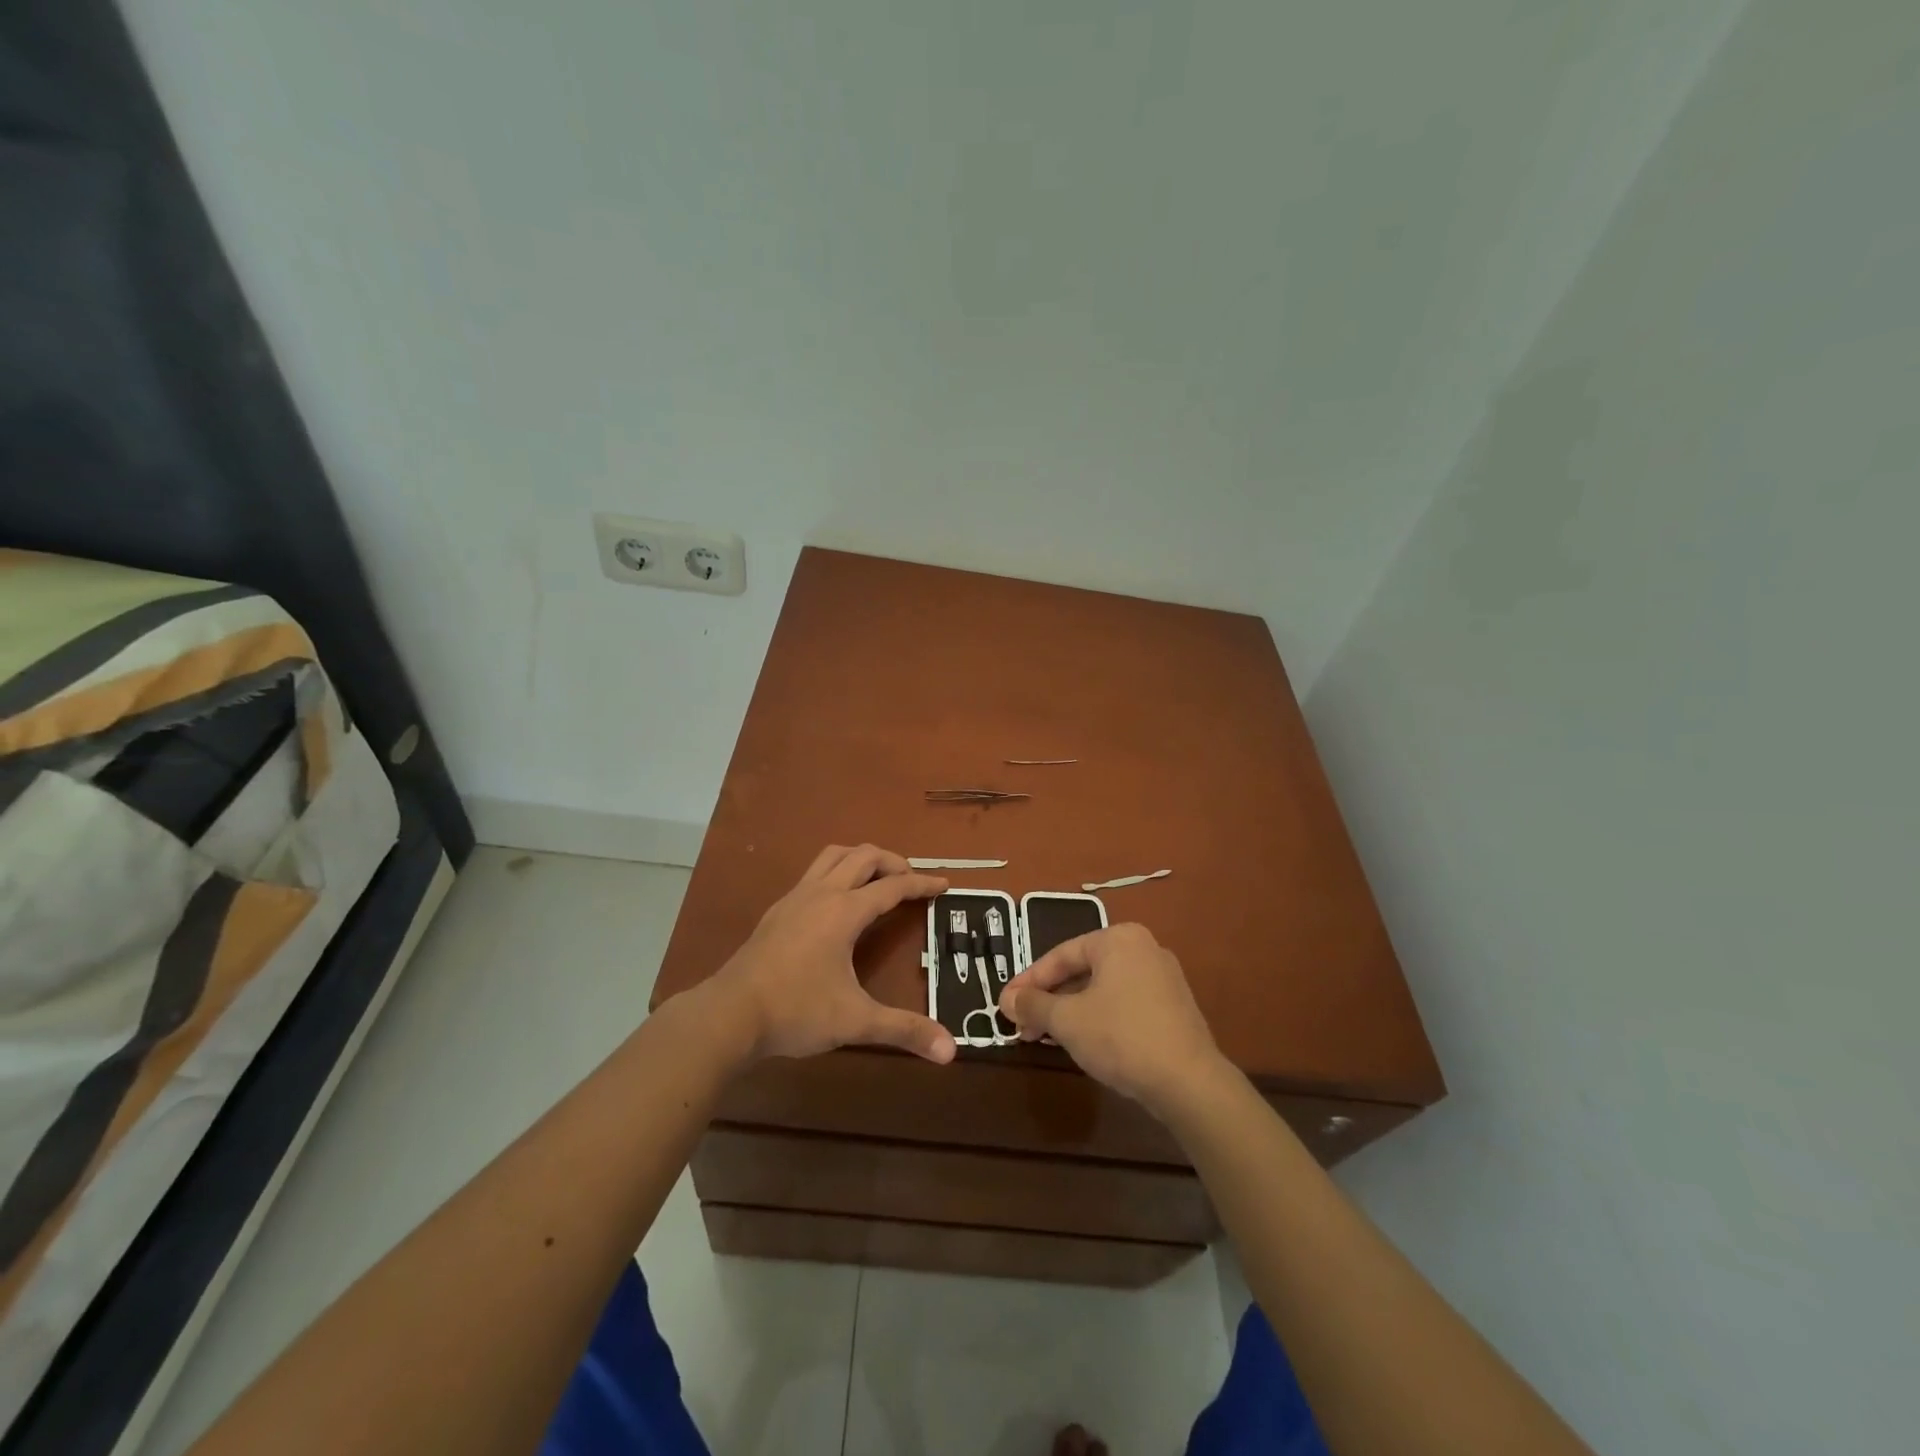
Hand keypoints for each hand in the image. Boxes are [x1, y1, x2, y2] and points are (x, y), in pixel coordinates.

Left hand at [706, 844, 955, 1064]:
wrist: (729, 1014)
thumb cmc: (796, 1011)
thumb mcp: (855, 1021)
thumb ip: (904, 1030)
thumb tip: (951, 1051)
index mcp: (844, 912)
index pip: (893, 887)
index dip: (921, 884)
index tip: (944, 884)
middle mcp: (821, 894)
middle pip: (863, 857)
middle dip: (893, 862)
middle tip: (911, 880)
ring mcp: (795, 898)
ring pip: (833, 856)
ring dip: (861, 859)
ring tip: (877, 879)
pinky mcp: (777, 910)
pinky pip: (814, 873)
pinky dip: (836, 872)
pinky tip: (836, 902)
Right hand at [998, 923, 1220, 1111]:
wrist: (1189, 1082)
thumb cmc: (1121, 1037)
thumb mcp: (1067, 1020)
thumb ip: (1033, 1005)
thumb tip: (1006, 1000)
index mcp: (1118, 939)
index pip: (1061, 955)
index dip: (1028, 981)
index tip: (1006, 1004)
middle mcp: (1143, 948)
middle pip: (1082, 971)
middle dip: (1049, 999)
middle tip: (1023, 1025)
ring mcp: (1163, 978)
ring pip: (1102, 989)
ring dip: (1071, 1011)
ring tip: (1047, 1037)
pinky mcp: (1174, 1007)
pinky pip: (1124, 1003)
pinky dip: (1098, 1018)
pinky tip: (1084, 1042)